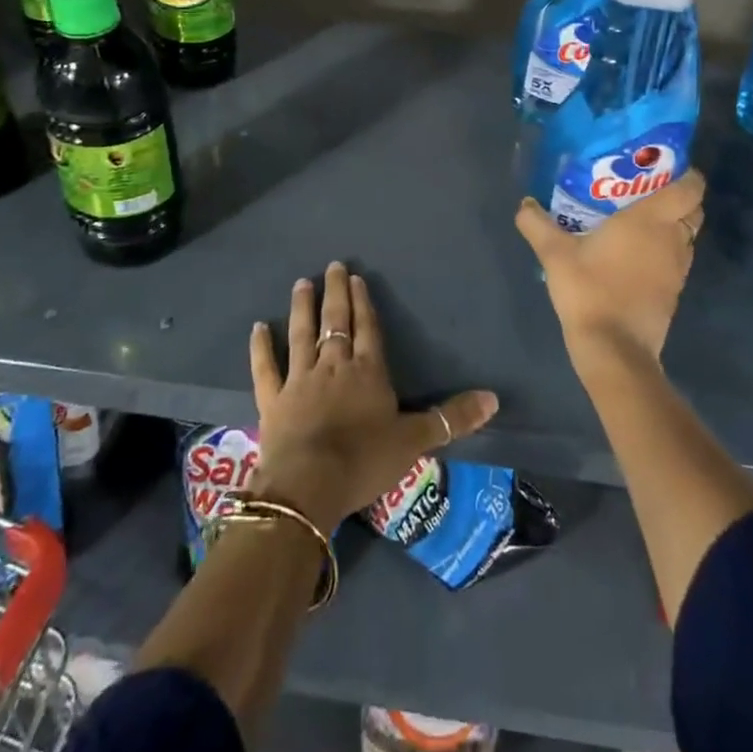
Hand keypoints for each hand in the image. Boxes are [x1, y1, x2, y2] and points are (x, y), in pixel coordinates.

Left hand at [248, 263, 498, 533]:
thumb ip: (452, 417)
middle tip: (332, 266)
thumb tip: (495, 398)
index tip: (357, 278)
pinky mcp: (273, 400)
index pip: (367, 329)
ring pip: (302, 335)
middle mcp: (333, 366)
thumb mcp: (416, 440)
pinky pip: (266, 368)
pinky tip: (258, 326)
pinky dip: (261, 347)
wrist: (309, 486)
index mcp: (367, 371)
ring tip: (302, 283)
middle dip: (335, 293)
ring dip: (302, 307)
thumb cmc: (365, 460)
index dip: (363, 303)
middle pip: (335, 322)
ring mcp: (300, 380)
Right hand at [515, 168, 706, 370]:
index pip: (691, 187)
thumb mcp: (554, 254)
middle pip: (693, 209)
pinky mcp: (674, 291)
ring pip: (687, 234)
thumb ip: (537, 224)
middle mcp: (672, 239)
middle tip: (643, 190)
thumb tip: (524, 203)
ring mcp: (678, 268)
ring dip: (671, 224)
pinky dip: (665, 250)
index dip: (685, 173)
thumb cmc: (589, 290)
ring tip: (637, 219)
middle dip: (677, 196)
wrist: (614, 349)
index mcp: (651, 219)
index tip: (661, 167)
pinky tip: (634, 253)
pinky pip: (677, 258)